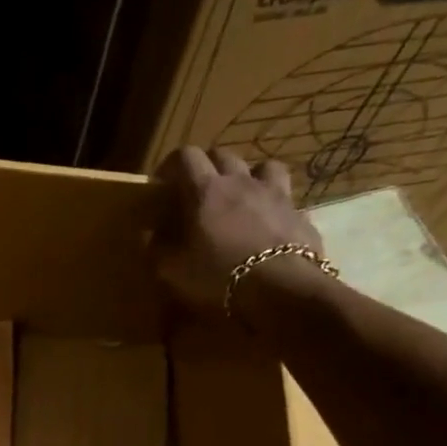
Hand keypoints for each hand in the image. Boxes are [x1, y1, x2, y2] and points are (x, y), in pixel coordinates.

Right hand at [152, 145, 326, 315]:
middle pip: (222, 155)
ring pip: (261, 166)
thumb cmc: (218, 277)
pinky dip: (272, 203)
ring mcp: (274, 193)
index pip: (185, 156)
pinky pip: (284, 196)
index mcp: (206, 190)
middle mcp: (240, 181)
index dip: (171, 165)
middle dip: (206, 167)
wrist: (281, 290)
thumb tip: (147, 234)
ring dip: (247, 176)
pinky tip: (267, 223)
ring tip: (240, 197)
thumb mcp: (174, 270)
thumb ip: (157, 248)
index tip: (161, 183)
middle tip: (197, 192)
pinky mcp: (299, 212)